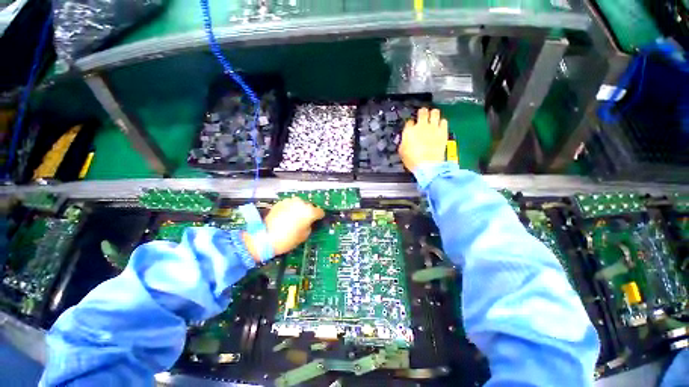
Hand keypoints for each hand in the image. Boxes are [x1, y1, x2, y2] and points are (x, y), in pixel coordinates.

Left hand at [243, 198, 324, 261]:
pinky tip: (285, 217)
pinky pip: (289, 205)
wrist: (265, 237)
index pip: (320, 212)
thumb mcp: (304, 235)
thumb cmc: (288, 239)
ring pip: (299, 204)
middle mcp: (301, 203)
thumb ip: (309, 226)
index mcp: (309, 212)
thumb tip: (309, 222)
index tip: (317, 220)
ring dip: (299, 209)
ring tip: (294, 218)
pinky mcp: (280, 202)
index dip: (319, 217)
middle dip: (308, 212)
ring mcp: (290, 201)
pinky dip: (290, 209)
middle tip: (304, 220)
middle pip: (309, 206)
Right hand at [398, 108, 448, 172]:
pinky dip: (442, 122)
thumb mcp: (402, 152)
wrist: (428, 165)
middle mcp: (421, 126)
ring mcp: (433, 127)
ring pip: (435, 112)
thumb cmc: (412, 161)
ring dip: (433, 114)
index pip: (409, 121)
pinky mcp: (443, 131)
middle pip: (422, 112)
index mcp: (409, 131)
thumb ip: (403, 142)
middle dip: (422, 112)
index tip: (411, 126)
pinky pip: (444, 121)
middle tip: (423, 115)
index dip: (410, 123)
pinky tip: (440, 126)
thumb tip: (405, 139)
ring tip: (433, 117)